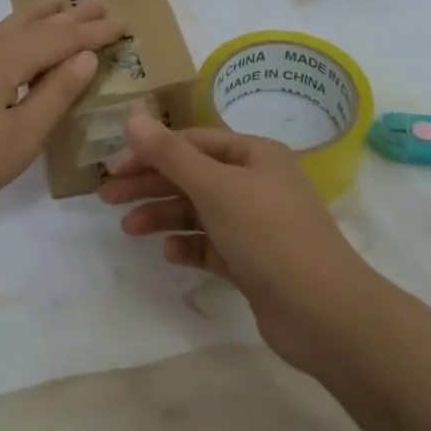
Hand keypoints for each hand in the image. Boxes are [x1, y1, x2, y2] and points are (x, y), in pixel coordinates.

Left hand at [0, 1, 123, 231]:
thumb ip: (54, 94)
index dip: (91, 32)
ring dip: (35, 20)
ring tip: (56, 6)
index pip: (58, 38)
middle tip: (97, 1)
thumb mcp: (19, 138)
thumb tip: (84, 56)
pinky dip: (8, 39)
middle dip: (67, 15)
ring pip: (1, 29)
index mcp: (0, 57)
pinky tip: (6, 48)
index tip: (121, 22)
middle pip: (30, 23)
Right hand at [100, 116, 378, 368]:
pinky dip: (190, 246)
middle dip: (151, 185)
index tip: (114, 168)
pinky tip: (170, 253)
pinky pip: (212, 245)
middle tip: (107, 197)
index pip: (194, 142)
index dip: (152, 152)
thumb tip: (132, 118)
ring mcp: (257, 225)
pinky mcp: (254, 262)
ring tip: (130, 229)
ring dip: (164, 216)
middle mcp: (258, 184)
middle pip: (193, 176)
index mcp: (255, 155)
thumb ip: (171, 155)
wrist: (322, 311)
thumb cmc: (268, 235)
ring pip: (199, 212)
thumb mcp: (215, 187)